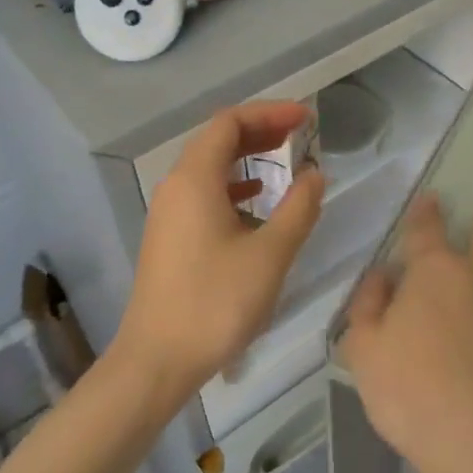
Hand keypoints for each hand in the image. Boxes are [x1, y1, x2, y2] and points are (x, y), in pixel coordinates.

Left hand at [114, 102, 324, 402]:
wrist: (158, 359)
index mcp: (194, 179)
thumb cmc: (216, 303)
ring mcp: (168, 212)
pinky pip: (202, 193)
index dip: (270, 113)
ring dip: (246, 158)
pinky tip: (255, 202)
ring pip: (209, 168)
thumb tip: (314, 174)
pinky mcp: (169, 236)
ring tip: (284, 160)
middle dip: (259, 130)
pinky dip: (232, 186)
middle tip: (300, 134)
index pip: (230, 123)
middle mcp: (175, 186)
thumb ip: (299, 208)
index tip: (306, 119)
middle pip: (217, 140)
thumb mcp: (270, 255)